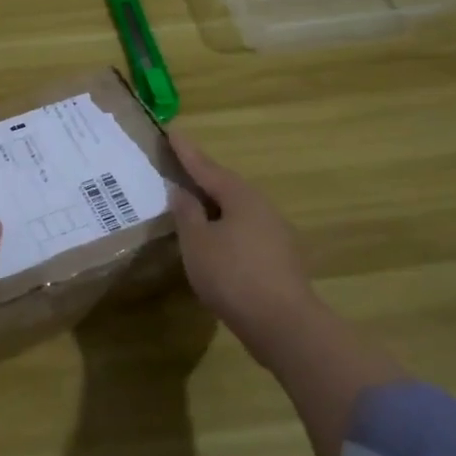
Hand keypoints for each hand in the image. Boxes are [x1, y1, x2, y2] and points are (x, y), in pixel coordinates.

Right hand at [166, 131, 322, 370]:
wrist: (283, 324)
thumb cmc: (233, 276)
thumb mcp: (198, 243)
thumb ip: (187, 213)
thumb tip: (181, 190)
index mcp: (241, 197)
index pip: (206, 167)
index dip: (186, 152)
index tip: (172, 131)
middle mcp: (262, 208)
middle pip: (226, 187)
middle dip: (203, 178)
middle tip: (180, 167)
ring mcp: (275, 234)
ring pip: (237, 211)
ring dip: (215, 206)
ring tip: (193, 206)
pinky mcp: (279, 259)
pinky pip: (245, 232)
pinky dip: (225, 229)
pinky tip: (215, 242)